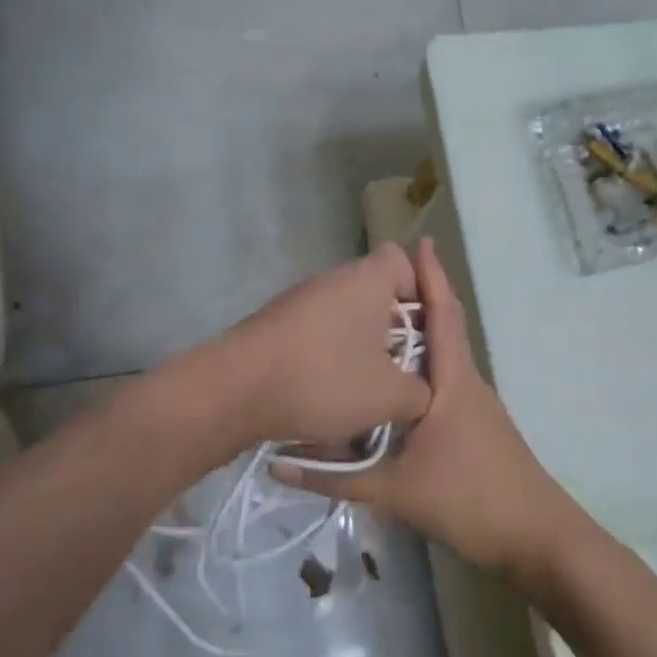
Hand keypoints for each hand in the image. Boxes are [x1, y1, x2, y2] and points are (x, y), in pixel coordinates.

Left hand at [220, 242, 432, 451]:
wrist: (234, 391)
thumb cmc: (324, 379)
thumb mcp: (391, 396)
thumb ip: (422, 391)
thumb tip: (421, 391)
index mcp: (367, 279)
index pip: (404, 260)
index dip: (421, 294)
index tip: (422, 335)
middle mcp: (333, 279)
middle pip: (376, 293)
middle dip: (392, 331)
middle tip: (400, 369)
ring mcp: (299, 300)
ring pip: (346, 317)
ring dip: (360, 348)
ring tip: (364, 390)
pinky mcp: (276, 325)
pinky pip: (318, 334)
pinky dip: (328, 358)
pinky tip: (327, 394)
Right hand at [272, 238, 575, 580]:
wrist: (535, 537)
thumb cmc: (469, 499)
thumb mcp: (393, 490)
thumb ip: (334, 478)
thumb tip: (277, 465)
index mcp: (453, 381)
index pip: (443, 314)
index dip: (431, 277)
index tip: (417, 242)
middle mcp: (467, 382)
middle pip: (444, 329)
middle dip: (419, 299)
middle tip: (377, 283)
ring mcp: (476, 405)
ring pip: (444, 358)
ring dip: (420, 335)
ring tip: (376, 325)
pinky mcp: (476, 426)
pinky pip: (445, 382)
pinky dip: (423, 368)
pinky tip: (396, 382)